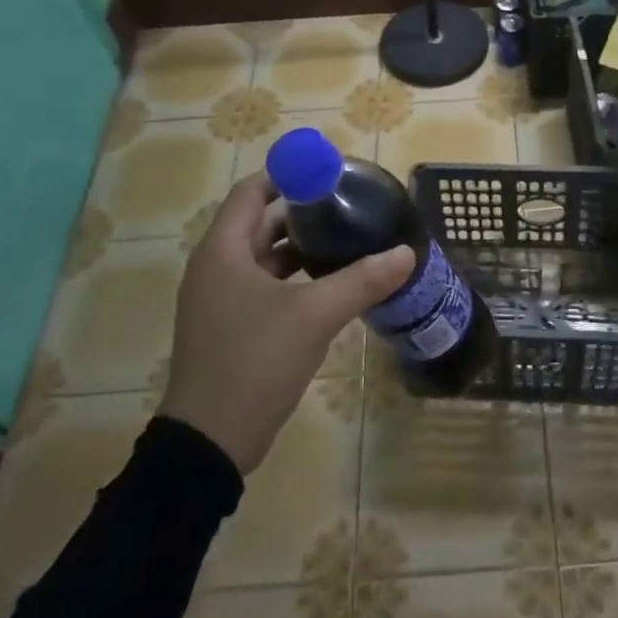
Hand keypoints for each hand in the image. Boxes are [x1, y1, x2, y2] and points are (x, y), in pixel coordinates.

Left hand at [158, 173, 414, 473]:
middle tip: (347, 206)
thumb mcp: (315, 315)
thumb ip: (362, 279)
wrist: (211, 441)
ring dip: (300, 247)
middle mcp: (215, 267)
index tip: (329, 175)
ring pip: (263, 257)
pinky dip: (293, 278)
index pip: (252, 191)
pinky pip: (264, 286)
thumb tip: (407, 253)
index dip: (288, 177)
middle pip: (259, 222)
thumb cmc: (255, 361)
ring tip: (346, 240)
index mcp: (223, 251)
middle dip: (302, 212)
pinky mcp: (230, 327)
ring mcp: (220, 300)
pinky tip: (329, 284)